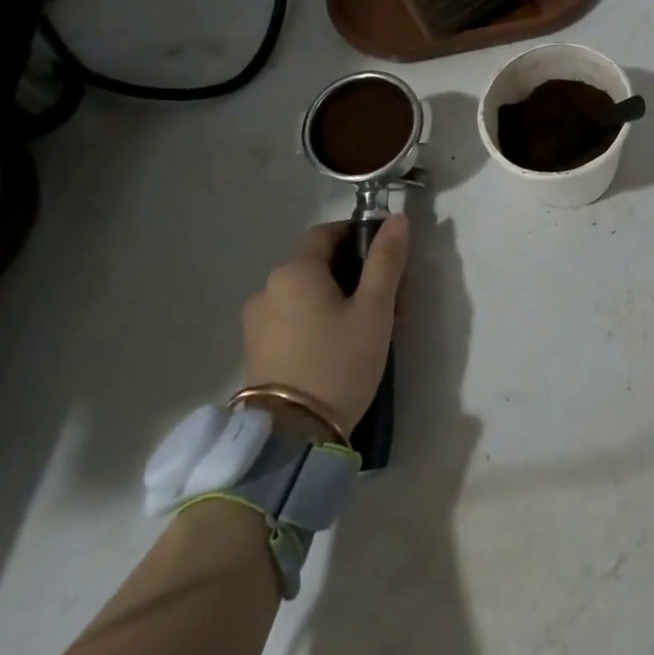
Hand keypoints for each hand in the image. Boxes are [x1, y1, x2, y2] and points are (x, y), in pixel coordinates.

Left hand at [239, 216, 408, 431]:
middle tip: (391, 301)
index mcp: (294, 270)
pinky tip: (342, 347)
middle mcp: (267, 288)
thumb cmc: (339, 361)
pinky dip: (319, 321)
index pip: (327, 233)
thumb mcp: (374, 309)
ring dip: (340, 300)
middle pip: (318, 265)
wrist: (291, 436)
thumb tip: (397, 218)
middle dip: (357, 274)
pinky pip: (293, 319)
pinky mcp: (256, 350)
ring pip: (307, 295)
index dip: (359, 236)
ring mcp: (257, 321)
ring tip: (372, 329)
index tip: (389, 258)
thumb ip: (386, 260)